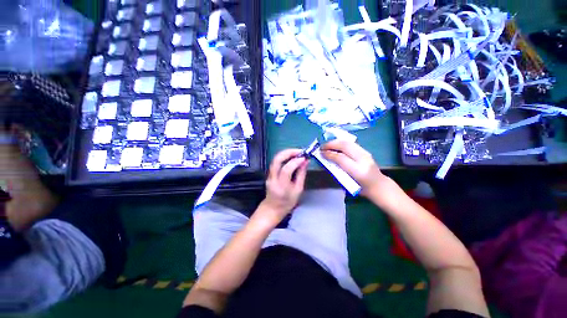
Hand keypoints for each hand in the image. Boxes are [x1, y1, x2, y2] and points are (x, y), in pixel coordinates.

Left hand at [259, 149, 307, 222]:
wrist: (272, 208)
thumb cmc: (287, 202)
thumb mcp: (298, 190)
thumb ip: (301, 175)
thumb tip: (305, 161)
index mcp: (281, 186)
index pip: (286, 169)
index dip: (295, 161)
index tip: (304, 158)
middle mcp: (273, 178)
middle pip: (277, 160)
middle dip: (288, 152)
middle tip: (300, 151)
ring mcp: (269, 175)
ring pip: (275, 159)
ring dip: (286, 153)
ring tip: (297, 152)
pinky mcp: (269, 173)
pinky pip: (276, 161)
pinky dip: (284, 156)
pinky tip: (291, 157)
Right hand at [320, 140, 387, 196]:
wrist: (378, 185)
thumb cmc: (360, 188)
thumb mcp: (347, 182)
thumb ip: (337, 170)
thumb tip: (326, 159)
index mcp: (358, 171)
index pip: (341, 158)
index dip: (329, 154)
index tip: (320, 153)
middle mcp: (363, 160)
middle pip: (345, 146)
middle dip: (331, 144)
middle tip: (322, 146)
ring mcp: (366, 154)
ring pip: (349, 142)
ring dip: (336, 142)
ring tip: (327, 144)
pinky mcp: (365, 151)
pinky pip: (351, 144)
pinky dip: (342, 143)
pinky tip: (336, 145)